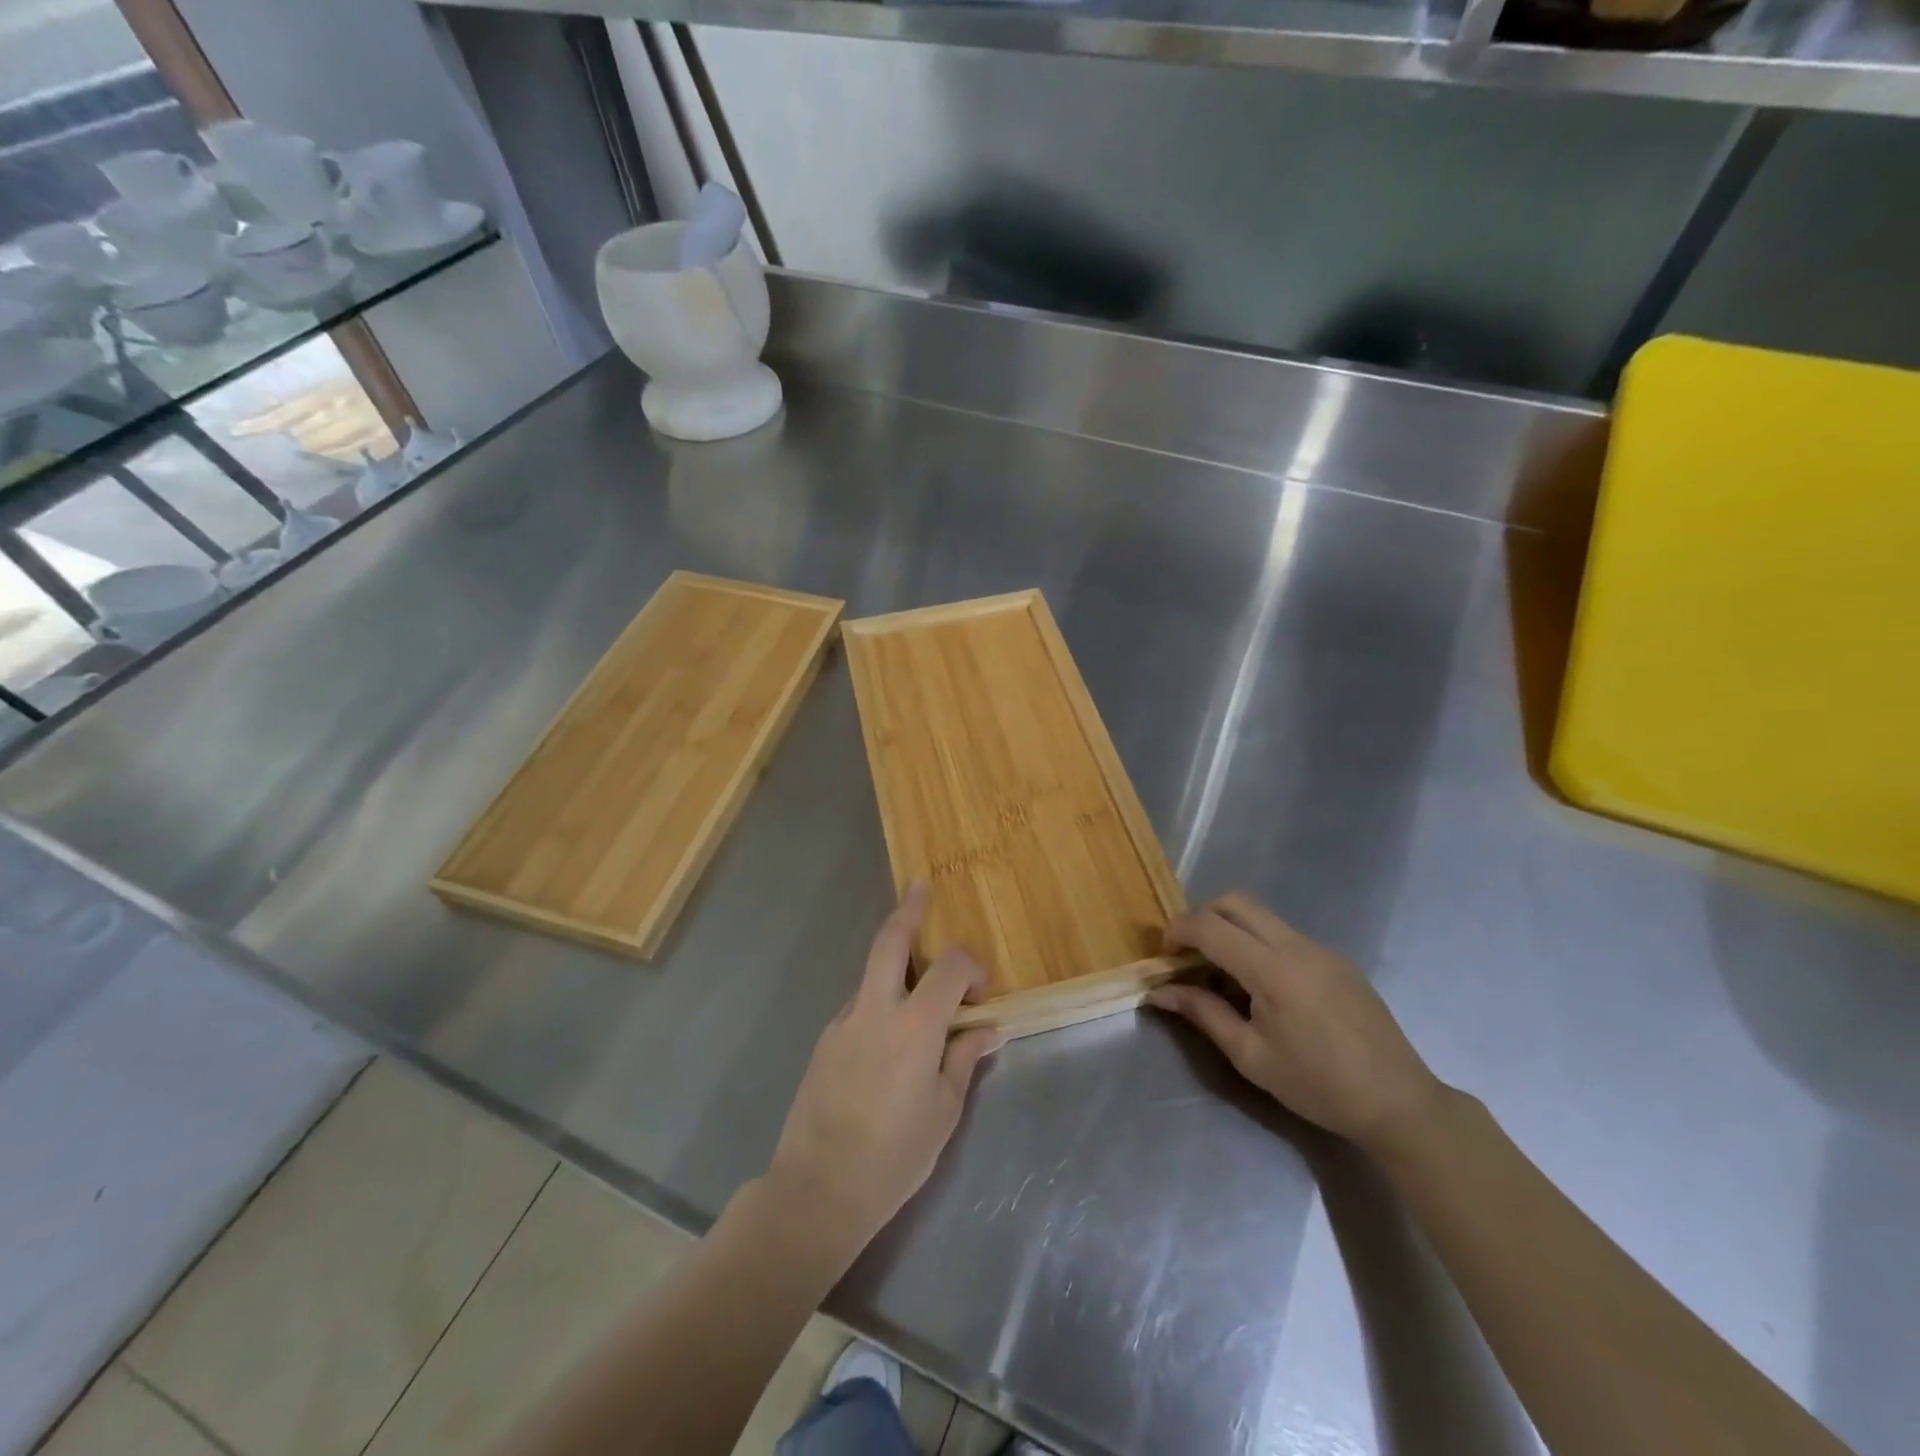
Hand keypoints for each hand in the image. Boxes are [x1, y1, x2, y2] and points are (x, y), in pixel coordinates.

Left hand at [765, 882, 1002, 1263]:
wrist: (818, 1189)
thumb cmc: (894, 1156)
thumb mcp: (944, 1111)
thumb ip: (965, 1059)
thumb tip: (988, 1029)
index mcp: (914, 1027)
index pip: (949, 967)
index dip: (971, 966)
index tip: (981, 992)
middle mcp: (875, 1010)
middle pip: (890, 940)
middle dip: (908, 909)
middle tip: (921, 887)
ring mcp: (843, 1022)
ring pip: (872, 974)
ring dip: (897, 967)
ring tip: (920, 992)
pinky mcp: (824, 1040)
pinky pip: (859, 1007)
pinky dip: (880, 1003)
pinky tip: (890, 1043)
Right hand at [1148, 892, 1444, 1154]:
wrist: (1399, 1103)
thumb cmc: (1318, 1086)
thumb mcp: (1250, 1056)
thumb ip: (1203, 1013)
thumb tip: (1160, 992)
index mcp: (1273, 970)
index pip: (1210, 925)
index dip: (1177, 931)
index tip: (1163, 955)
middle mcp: (1296, 945)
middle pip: (1235, 902)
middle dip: (1201, 917)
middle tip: (1188, 954)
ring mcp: (1321, 948)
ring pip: (1260, 914)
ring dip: (1230, 928)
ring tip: (1221, 972)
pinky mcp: (1336, 958)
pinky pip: (1284, 934)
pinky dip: (1257, 942)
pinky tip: (1261, 986)